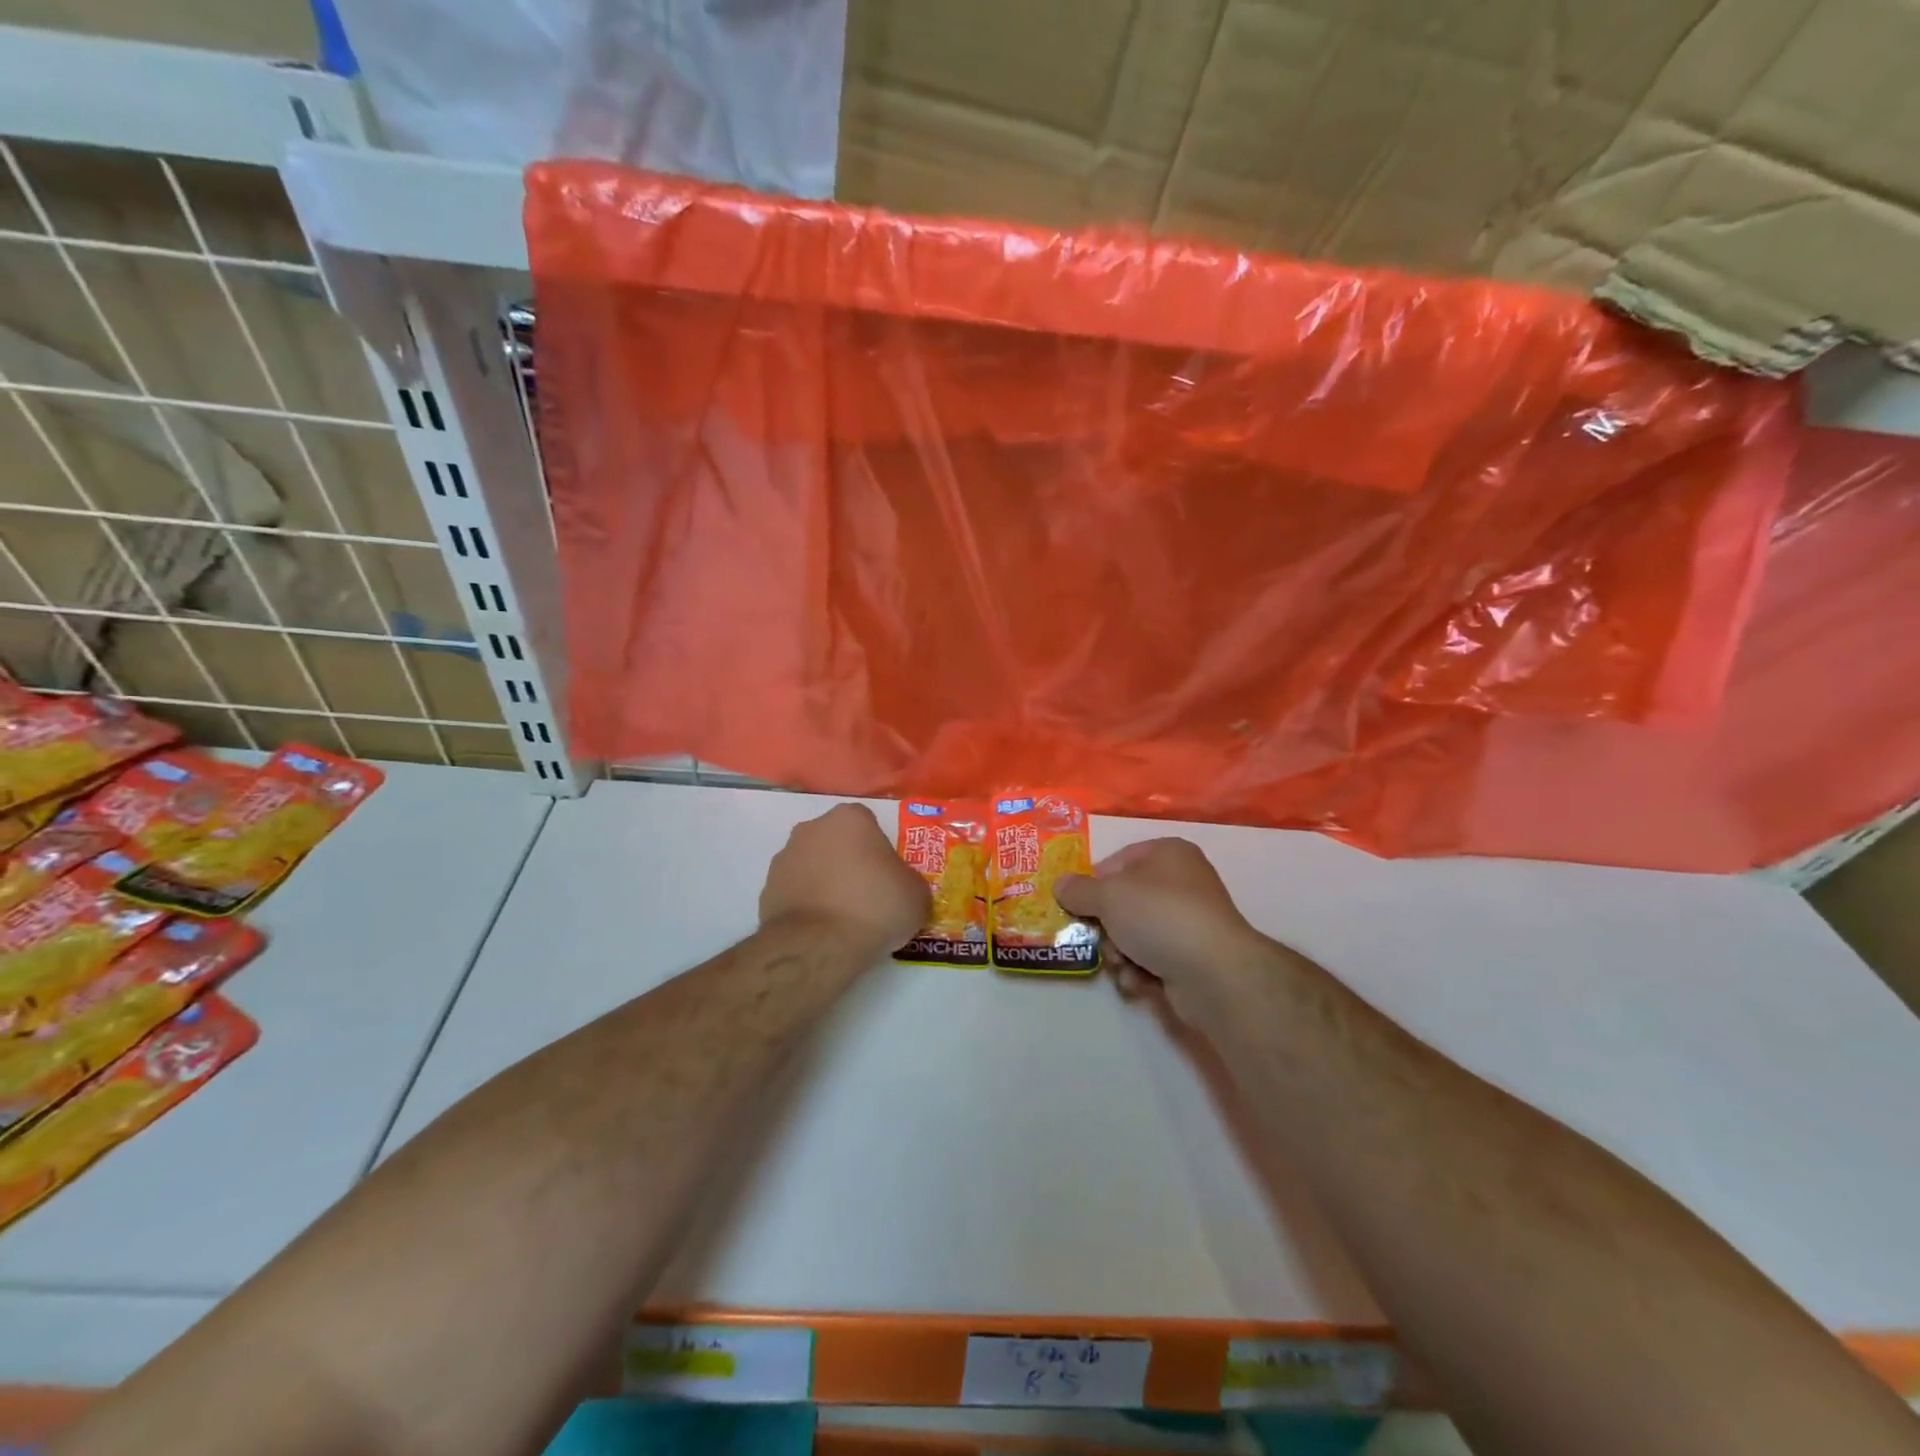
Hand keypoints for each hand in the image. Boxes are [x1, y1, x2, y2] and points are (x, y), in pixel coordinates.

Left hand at [759, 803, 929, 958]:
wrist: (818, 946)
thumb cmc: (875, 907)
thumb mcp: (916, 895)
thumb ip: (909, 881)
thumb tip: (901, 888)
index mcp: (849, 818)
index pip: (869, 824)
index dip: (880, 850)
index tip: (888, 877)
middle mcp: (812, 829)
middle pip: (837, 841)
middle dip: (849, 861)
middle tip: (868, 894)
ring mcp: (784, 859)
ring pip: (813, 865)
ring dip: (826, 882)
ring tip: (844, 917)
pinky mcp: (766, 890)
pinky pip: (795, 892)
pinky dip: (807, 904)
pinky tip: (822, 929)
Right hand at [1054, 839, 1268, 1025]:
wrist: (1213, 972)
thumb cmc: (1158, 916)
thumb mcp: (1108, 896)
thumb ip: (1078, 890)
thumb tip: (1059, 885)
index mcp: (1168, 853)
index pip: (1118, 861)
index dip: (1094, 883)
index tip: (1076, 904)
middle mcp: (1182, 882)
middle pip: (1124, 901)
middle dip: (1106, 926)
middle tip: (1098, 939)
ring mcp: (1190, 921)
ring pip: (1135, 933)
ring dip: (1120, 952)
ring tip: (1122, 964)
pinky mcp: (1193, 957)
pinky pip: (1152, 958)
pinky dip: (1140, 971)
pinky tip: (1139, 982)